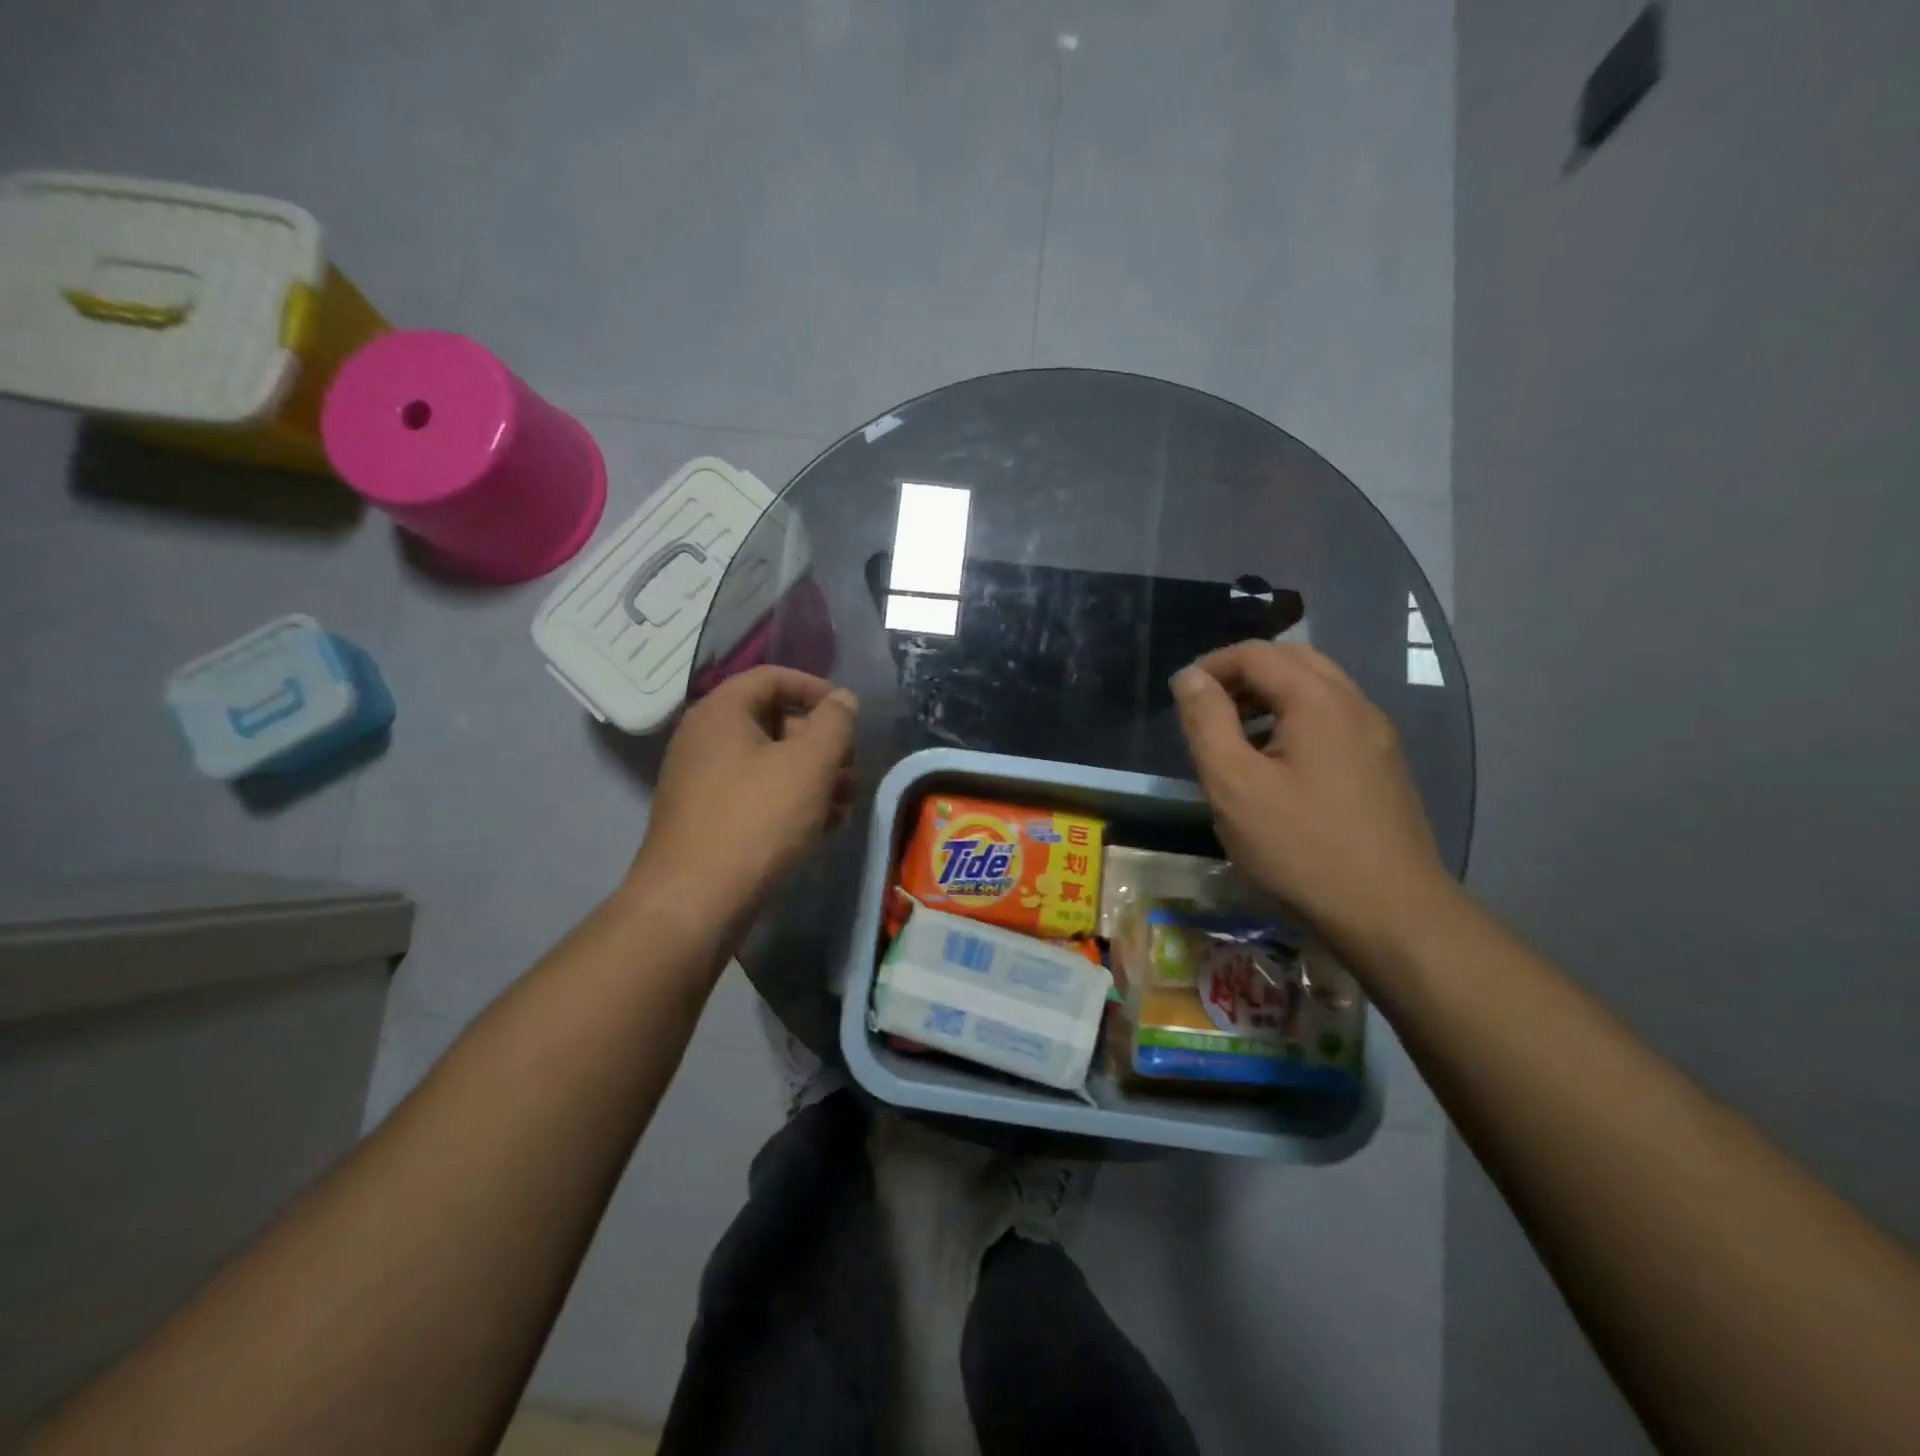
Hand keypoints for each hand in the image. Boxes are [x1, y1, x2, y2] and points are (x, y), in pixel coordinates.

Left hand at [630, 666, 857, 925]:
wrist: (695, 902)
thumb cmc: (757, 819)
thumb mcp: (809, 764)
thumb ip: (834, 723)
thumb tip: (843, 698)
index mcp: (721, 713)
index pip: (771, 677)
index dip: (815, 688)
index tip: (849, 714)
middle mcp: (705, 739)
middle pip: (774, 720)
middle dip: (821, 742)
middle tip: (851, 767)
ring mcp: (704, 781)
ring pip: (770, 762)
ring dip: (814, 776)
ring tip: (846, 802)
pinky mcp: (709, 818)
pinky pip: (758, 794)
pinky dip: (792, 800)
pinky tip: (823, 826)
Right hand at [1170, 641, 1453, 957]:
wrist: (1390, 913)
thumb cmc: (1300, 847)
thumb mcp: (1234, 784)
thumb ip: (1207, 722)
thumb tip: (1190, 677)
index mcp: (1319, 700)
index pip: (1258, 654)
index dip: (1212, 665)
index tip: (1181, 696)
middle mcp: (1355, 704)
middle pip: (1293, 661)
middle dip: (1243, 674)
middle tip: (1207, 707)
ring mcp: (1376, 736)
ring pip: (1316, 690)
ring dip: (1269, 696)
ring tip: (1233, 734)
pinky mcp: (1382, 765)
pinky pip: (1332, 720)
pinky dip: (1294, 720)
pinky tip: (1274, 763)